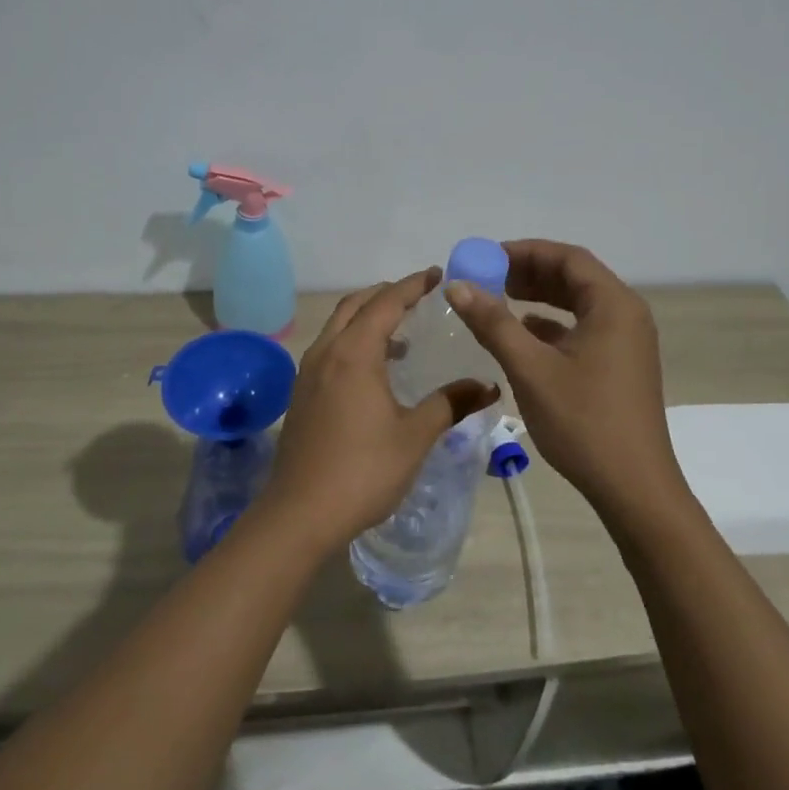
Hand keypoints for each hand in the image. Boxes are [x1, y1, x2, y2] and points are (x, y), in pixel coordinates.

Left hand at [260, 269, 499, 554]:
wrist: (300, 514)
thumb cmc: (363, 471)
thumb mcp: (415, 436)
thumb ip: (450, 403)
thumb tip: (488, 385)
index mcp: (354, 353)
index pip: (386, 303)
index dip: (413, 285)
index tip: (437, 275)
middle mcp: (327, 352)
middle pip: (355, 305)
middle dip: (387, 293)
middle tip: (419, 295)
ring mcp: (308, 372)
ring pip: (338, 326)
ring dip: (368, 316)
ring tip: (401, 331)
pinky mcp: (302, 393)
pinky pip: (330, 348)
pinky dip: (354, 340)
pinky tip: (375, 369)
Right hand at [447, 239, 680, 517]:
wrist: (634, 489)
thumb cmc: (583, 422)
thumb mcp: (531, 369)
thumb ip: (493, 323)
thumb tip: (457, 286)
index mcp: (614, 305)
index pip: (568, 258)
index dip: (525, 252)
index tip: (486, 257)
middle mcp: (626, 315)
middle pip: (575, 278)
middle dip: (529, 273)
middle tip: (487, 278)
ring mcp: (626, 342)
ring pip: (578, 305)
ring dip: (539, 298)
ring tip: (497, 300)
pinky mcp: (620, 366)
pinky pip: (583, 330)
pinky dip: (552, 325)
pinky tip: (523, 336)